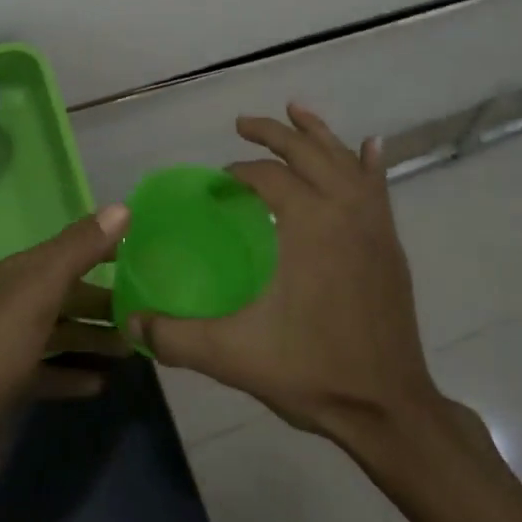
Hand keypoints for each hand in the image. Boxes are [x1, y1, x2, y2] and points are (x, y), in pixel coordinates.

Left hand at [0, 205, 131, 474]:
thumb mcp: (41, 291)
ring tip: (134, 349)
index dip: (108, 248)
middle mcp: (21, 300)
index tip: (149, 253)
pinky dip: (76, 374)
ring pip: (66, 332)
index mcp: (26, 273)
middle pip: (73, 294)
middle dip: (108, 301)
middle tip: (149, 313)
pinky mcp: (14, 381)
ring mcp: (16, 343)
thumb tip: (122, 208)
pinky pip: (53, 371)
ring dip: (96, 338)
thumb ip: (80, 249)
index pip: (75, 249)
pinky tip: (102, 383)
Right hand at [127, 105, 441, 443]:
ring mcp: (373, 225)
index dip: (238, 174)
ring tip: (295, 110)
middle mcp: (344, 211)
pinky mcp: (390, 244)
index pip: (267, 177)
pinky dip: (369, 163)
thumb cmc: (313, 372)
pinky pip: (379, 188)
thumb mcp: (234, 355)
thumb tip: (131, 325)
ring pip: (344, 160)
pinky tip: (371, 146)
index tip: (217, 185)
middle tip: (242, 123)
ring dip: (317, 133)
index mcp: (309, 224)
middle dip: (273, 132)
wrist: (390, 411)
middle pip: (306, 152)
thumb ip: (176, 338)